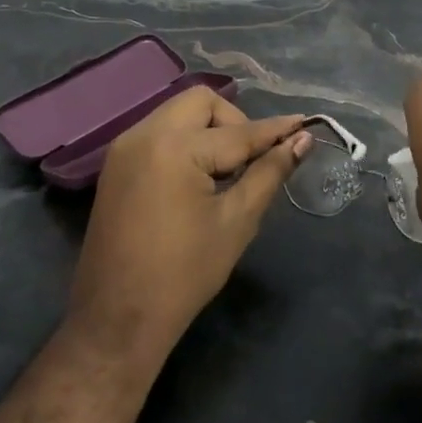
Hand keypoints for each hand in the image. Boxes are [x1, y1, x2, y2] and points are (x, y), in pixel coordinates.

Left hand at [67, 87, 309, 364]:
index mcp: (175, 148)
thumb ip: (269, 172)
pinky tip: (198, 176)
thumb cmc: (184, 274)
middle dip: (234, 121)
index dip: (275, 130)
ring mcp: (124, 147)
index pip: (238, 131)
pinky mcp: (116, 163)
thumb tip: (302, 140)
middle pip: (202, 102)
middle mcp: (145, 134)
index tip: (305, 124)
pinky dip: (185, 140)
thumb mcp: (236, 221)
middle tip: (252, 158)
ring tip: (227, 170)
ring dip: (208, 128)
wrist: (117, 320)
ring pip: (178, 112)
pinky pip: (159, 132)